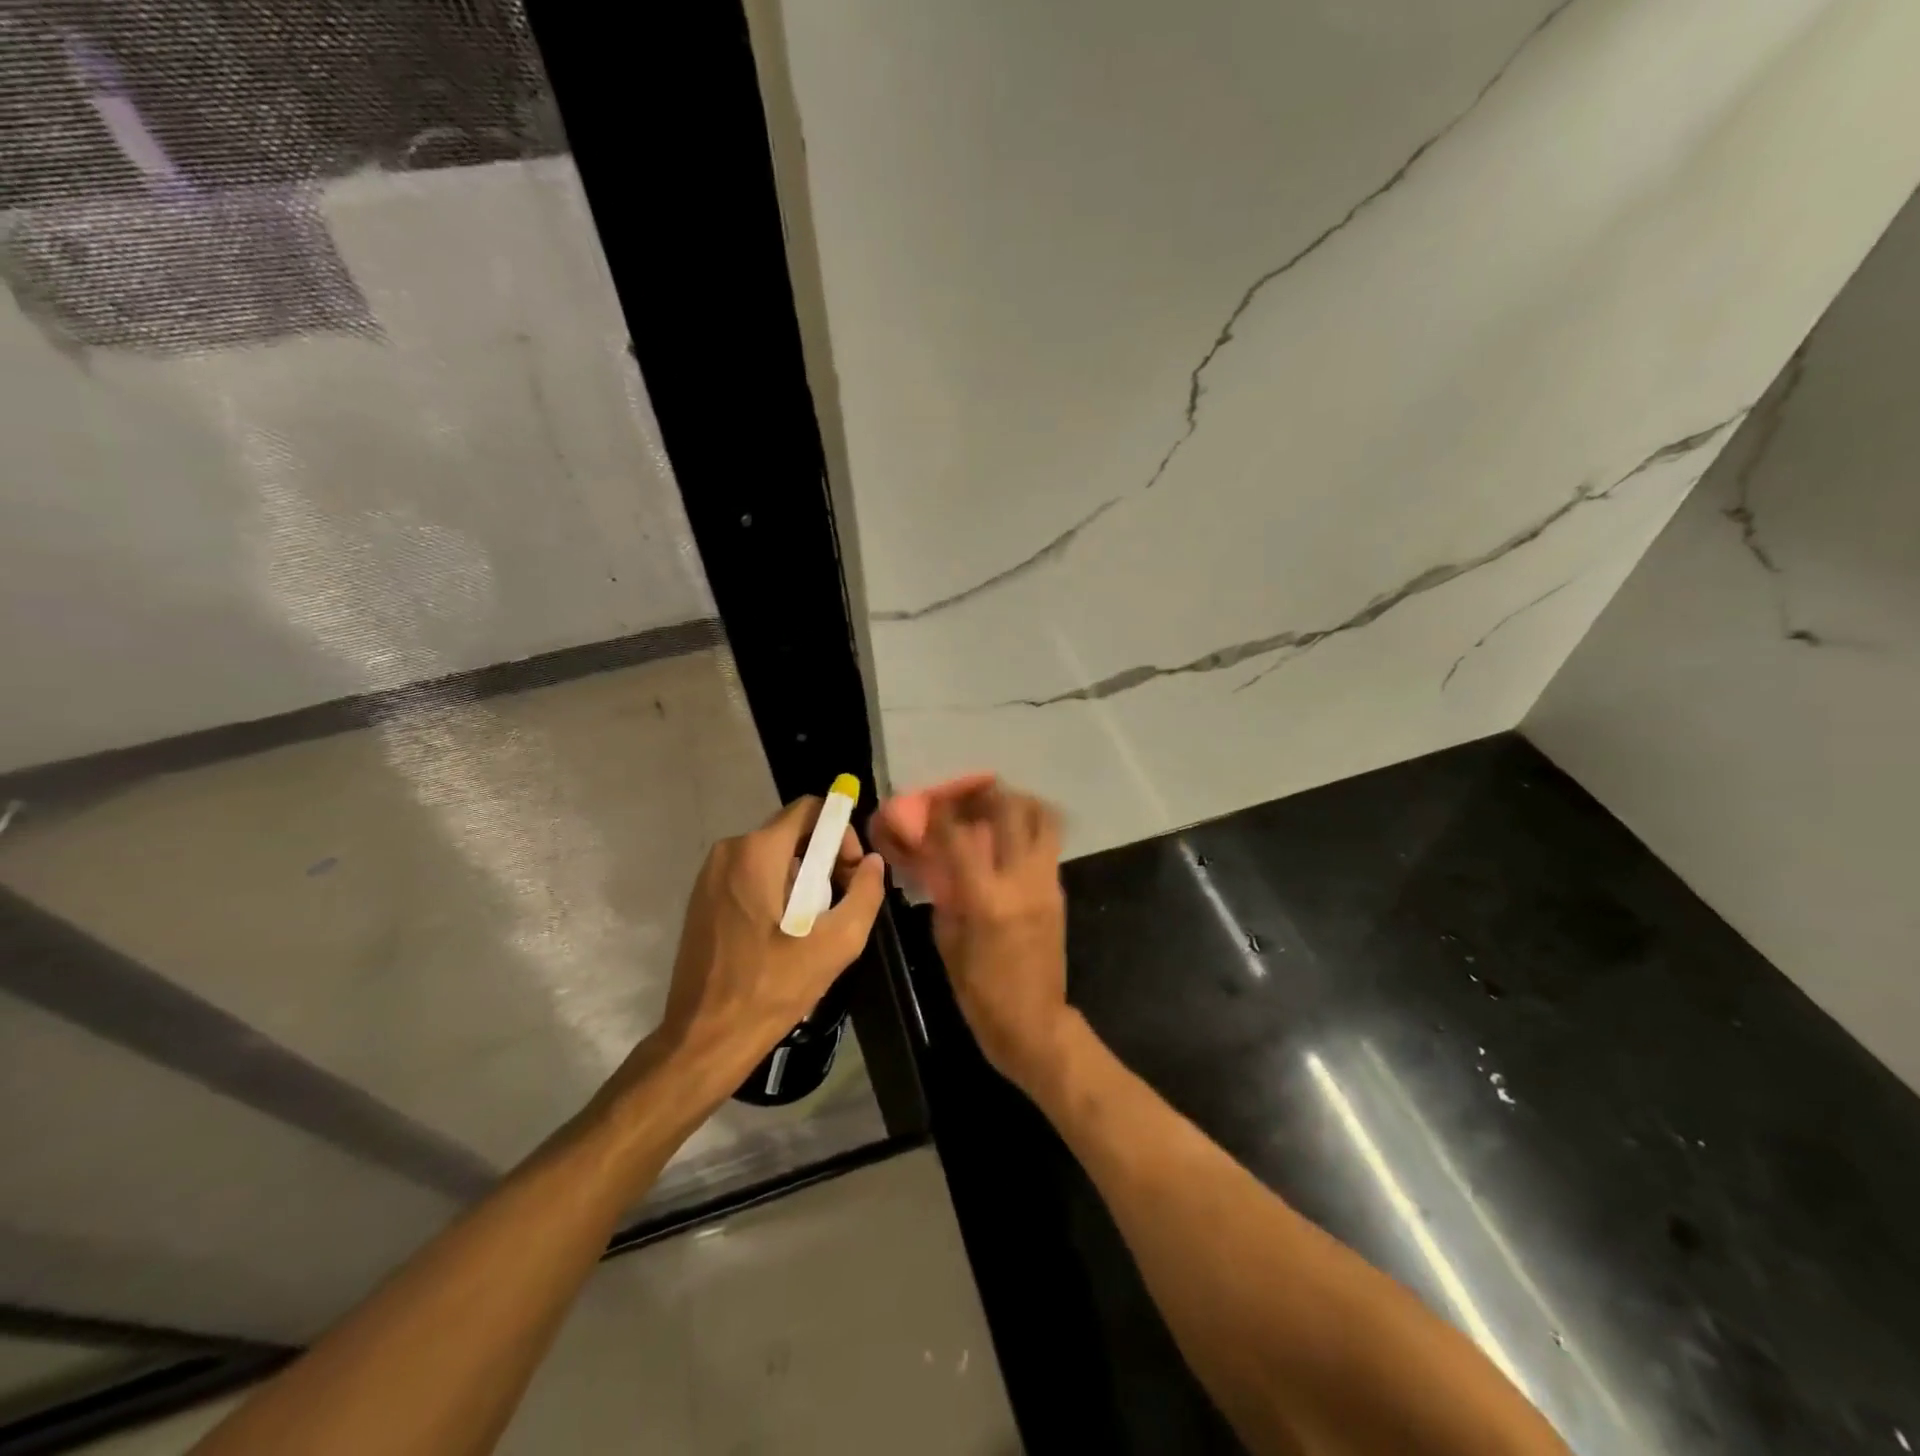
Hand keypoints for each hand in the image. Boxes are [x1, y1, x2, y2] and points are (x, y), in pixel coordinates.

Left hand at [609, 796, 886, 1115]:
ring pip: (774, 856)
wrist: (704, 1038)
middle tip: (836, 906)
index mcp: (757, 851)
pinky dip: (776, 892)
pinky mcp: (702, 898)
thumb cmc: (771, 988)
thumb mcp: (836, 944)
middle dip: (824, 861)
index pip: (811, 809)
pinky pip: (751, 876)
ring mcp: (710, 874)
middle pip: (793, 833)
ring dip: (802, 881)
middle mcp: (728, 850)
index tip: (850, 874)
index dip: (841, 833)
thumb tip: (873, 862)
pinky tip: (783, 936)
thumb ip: (865, 894)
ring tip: (812, 928)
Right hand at [885, 778, 1070, 1092]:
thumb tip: (939, 862)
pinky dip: (1031, 830)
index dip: (942, 814)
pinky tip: (1010, 839)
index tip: (931, 803)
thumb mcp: (948, 943)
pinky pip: (1048, 845)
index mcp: (986, 898)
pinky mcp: (1059, 890)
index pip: (960, 837)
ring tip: (999, 807)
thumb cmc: (981, 992)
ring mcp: (1046, 883)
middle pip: (1012, 811)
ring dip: (1020, 804)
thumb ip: (945, 895)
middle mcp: (1021, 880)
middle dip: (988, 794)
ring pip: (1044, 820)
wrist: (1035, 1023)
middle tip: (971, 794)